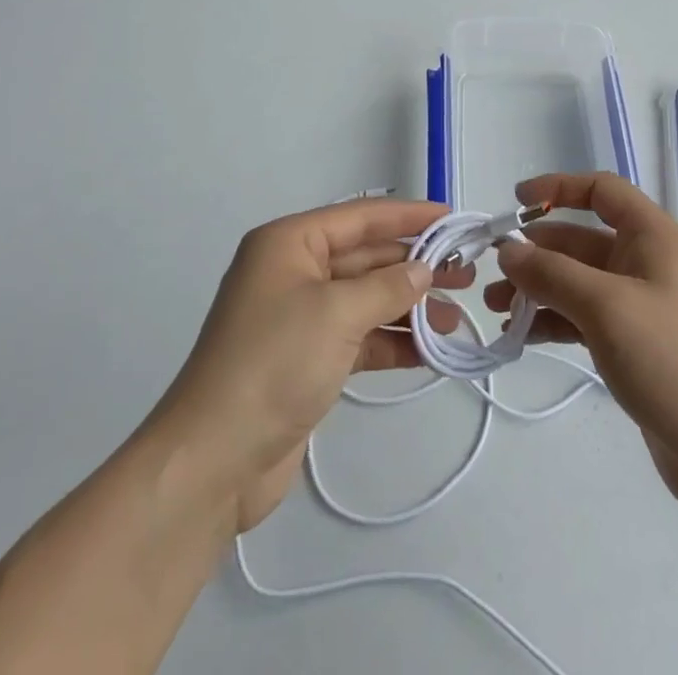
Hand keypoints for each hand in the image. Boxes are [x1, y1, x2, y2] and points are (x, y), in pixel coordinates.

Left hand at [149, 198, 470, 534]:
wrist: (213, 462)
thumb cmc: (274, 364)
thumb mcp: (336, 314)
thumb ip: (387, 287)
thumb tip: (424, 270)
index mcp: (289, 244)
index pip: (360, 217)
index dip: (409, 216)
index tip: (452, 219)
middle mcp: (293, 272)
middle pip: (365, 258)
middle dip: (414, 266)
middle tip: (465, 274)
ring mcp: (299, 318)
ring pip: (365, 299)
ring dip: (409, 307)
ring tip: (455, 316)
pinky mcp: (307, 360)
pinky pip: (359, 337)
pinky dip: (391, 342)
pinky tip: (430, 351)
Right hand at [486, 173, 677, 515]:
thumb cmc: (669, 359)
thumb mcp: (605, 308)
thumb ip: (552, 274)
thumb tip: (508, 250)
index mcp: (652, 236)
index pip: (601, 190)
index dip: (558, 188)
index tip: (515, 202)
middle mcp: (646, 261)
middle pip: (582, 240)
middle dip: (537, 252)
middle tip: (494, 273)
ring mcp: (640, 303)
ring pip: (578, 281)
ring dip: (538, 289)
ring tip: (496, 309)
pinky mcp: (633, 342)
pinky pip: (584, 316)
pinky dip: (553, 320)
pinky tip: (520, 335)